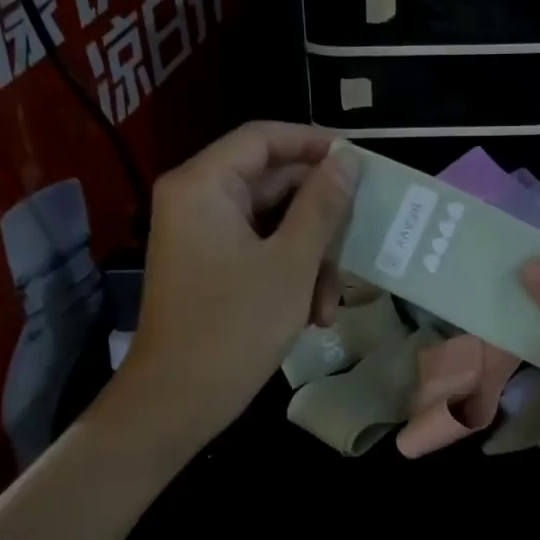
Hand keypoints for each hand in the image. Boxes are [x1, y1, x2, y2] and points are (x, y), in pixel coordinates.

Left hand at [113, 123, 358, 454]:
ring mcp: (202, 235)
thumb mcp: (292, 262)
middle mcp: (197, 200)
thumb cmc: (236, 326)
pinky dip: (290, 274)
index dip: (314, 142)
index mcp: (204, 185)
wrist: (178, 402)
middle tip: (361, 237)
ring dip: (310, 257)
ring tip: (331, 301)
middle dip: (319, 218)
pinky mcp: (210, 266)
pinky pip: (259, 250)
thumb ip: (322, 204)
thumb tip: (348, 159)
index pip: (263, 138)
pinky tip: (313, 314)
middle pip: (272, 182)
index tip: (360, 162)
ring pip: (273, 223)